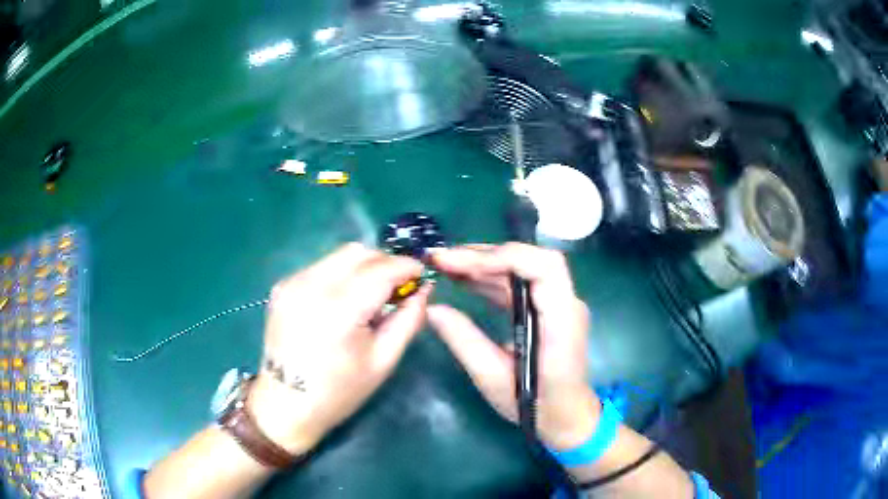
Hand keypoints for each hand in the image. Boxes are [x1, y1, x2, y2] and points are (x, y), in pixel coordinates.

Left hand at [247, 243, 430, 454]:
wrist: (285, 404)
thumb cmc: (339, 391)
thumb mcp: (383, 361)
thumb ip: (408, 320)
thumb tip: (424, 288)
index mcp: (340, 309)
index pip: (382, 269)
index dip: (407, 267)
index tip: (421, 276)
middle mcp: (312, 285)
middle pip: (359, 252)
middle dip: (385, 263)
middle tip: (397, 287)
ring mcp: (293, 282)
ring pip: (339, 255)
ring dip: (362, 267)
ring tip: (370, 295)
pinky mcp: (282, 286)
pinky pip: (321, 266)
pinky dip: (340, 275)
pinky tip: (342, 301)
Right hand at [428, 243, 599, 450]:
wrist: (567, 416)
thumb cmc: (536, 406)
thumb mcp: (493, 379)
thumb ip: (464, 342)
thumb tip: (433, 309)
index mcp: (562, 322)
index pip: (544, 267)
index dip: (502, 257)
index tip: (460, 264)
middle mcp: (566, 304)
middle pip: (530, 260)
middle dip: (484, 255)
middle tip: (442, 259)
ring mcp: (559, 304)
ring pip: (523, 267)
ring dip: (484, 262)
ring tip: (445, 265)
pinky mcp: (548, 308)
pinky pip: (520, 282)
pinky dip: (491, 276)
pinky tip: (464, 279)